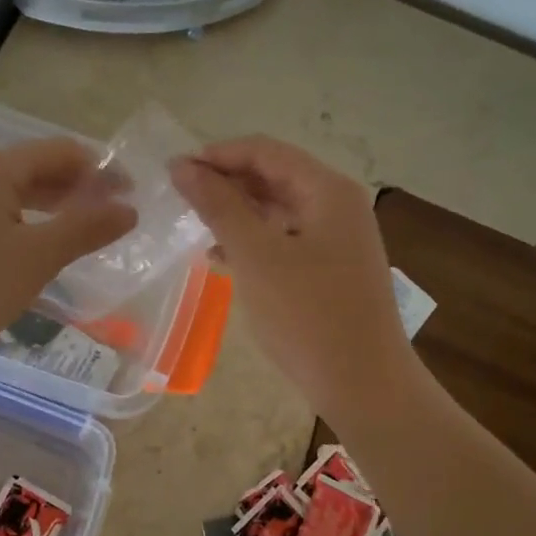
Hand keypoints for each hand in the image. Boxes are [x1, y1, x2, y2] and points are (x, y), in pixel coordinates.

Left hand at [0, 138, 136, 362]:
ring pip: (13, 195)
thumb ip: (85, 229)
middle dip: (77, 188)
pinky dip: (25, 224)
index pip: (59, 152)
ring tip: (82, 231)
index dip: (100, 169)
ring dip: (52, 207)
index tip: (131, 193)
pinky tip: (37, 249)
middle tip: (112, 214)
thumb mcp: (38, 257)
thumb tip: (128, 209)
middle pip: (35, 169)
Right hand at [170, 137, 408, 421]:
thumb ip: (218, 206)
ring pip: (277, 210)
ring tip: (193, 226)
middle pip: (273, 176)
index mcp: (327, 190)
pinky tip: (220, 258)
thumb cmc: (307, 315)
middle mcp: (337, 205)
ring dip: (236, 212)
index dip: (217, 155)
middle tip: (179, 199)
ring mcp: (337, 239)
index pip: (264, 151)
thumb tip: (183, 166)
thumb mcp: (256, 255)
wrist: (362, 384)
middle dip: (225, 182)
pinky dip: (252, 241)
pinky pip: (284, 239)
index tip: (173, 172)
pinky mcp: (331, 269)